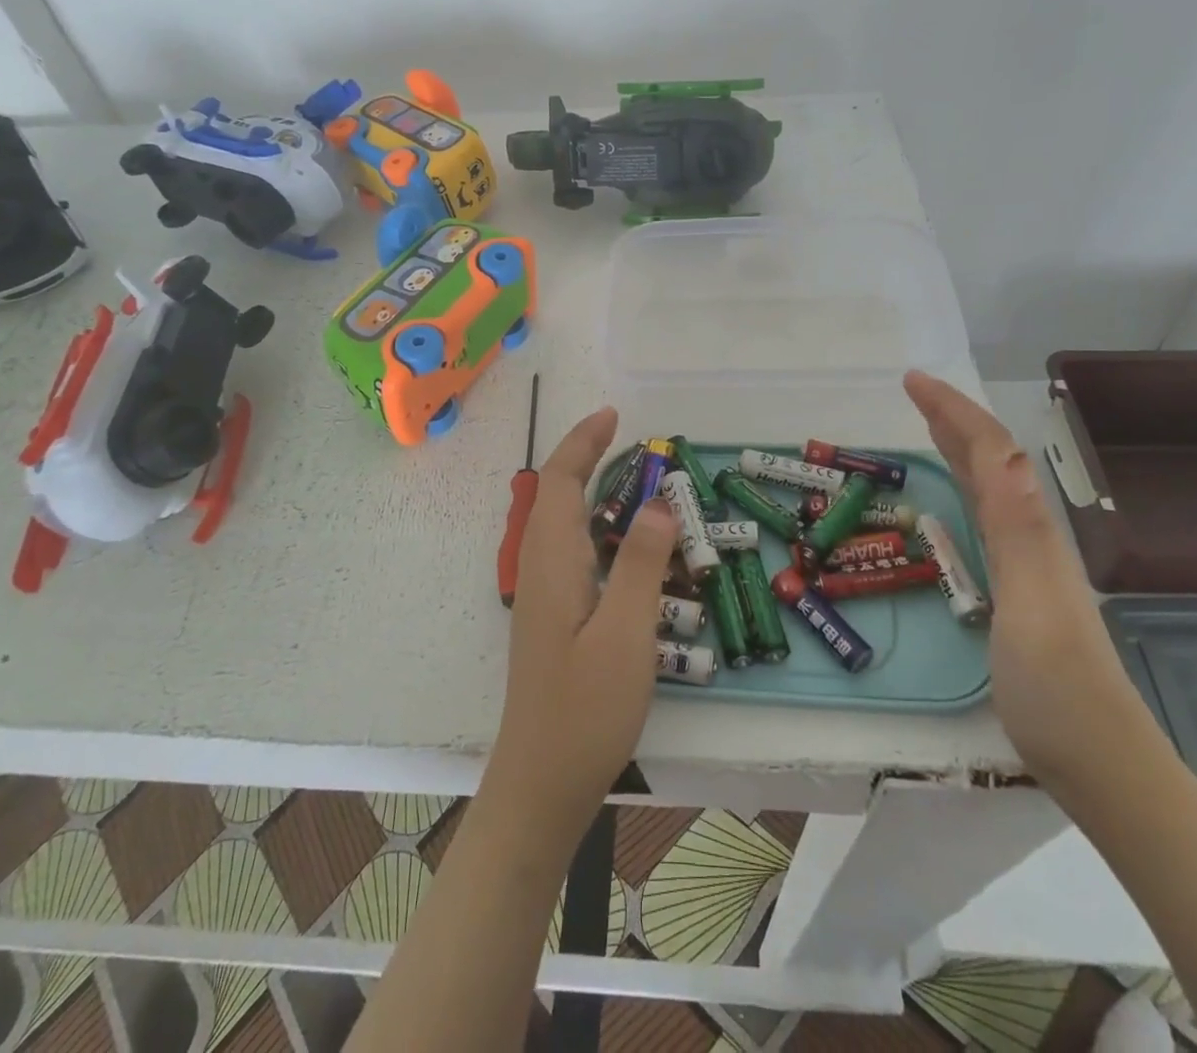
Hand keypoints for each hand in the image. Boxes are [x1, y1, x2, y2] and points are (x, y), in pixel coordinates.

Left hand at [486, 408, 678, 842]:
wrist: (541, 781)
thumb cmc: (585, 709)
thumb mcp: (627, 634)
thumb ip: (642, 564)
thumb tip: (657, 503)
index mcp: (553, 561)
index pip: (559, 481)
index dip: (582, 442)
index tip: (613, 416)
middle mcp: (540, 567)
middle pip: (555, 494)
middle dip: (587, 458)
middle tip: (634, 443)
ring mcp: (543, 593)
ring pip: (562, 522)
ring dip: (592, 490)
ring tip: (637, 482)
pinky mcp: (552, 615)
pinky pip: (571, 549)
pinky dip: (596, 525)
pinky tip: (626, 545)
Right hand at [903, 371, 1158, 799]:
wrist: (1099, 761)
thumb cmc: (1057, 688)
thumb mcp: (1031, 606)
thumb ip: (1017, 530)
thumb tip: (1008, 455)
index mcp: (1029, 531)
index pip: (992, 452)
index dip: (954, 410)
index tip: (912, 380)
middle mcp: (1029, 536)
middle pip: (993, 460)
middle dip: (954, 418)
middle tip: (912, 391)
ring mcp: (1026, 563)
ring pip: (990, 486)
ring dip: (959, 446)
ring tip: (928, 425)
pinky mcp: (1016, 588)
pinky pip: (985, 516)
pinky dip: (964, 487)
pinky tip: (955, 497)